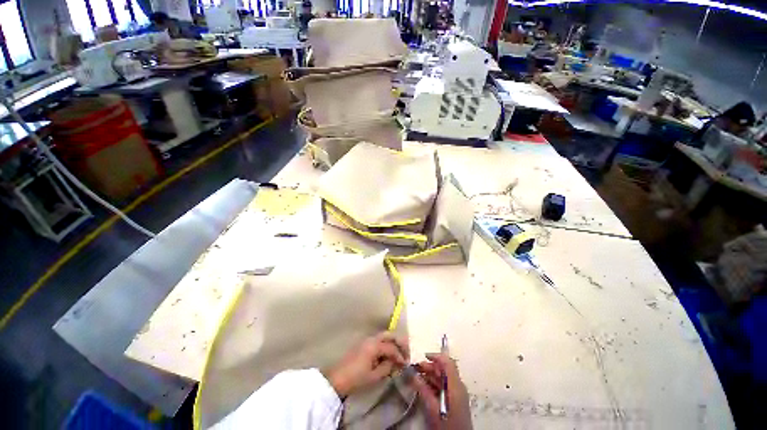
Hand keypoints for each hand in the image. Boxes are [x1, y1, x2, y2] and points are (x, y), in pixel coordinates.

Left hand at [324, 332, 409, 396]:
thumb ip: (387, 367)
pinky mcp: (364, 344)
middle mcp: (372, 339)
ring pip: (384, 336)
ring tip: (399, 353)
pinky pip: (379, 340)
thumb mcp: (374, 376)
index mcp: (375, 345)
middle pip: (389, 335)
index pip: (392, 348)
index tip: (406, 364)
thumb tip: (396, 363)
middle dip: (399, 342)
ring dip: (393, 342)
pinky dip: (386, 344)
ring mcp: (367, 340)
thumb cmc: (356, 378)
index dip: (400, 356)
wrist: (338, 378)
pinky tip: (388, 354)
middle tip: (406, 351)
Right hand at [411, 353, 472, 429]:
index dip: (436, 356)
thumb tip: (413, 374)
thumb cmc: (446, 425)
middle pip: (445, 369)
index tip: (423, 357)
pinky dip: (434, 383)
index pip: (447, 363)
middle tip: (416, 368)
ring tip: (418, 376)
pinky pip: (445, 386)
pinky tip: (425, 386)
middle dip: (430, 366)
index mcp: (455, 386)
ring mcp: (458, 393)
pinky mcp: (456, 400)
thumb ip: (423, 390)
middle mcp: (458, 386)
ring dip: (431, 375)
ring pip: (444, 377)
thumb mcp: (433, 409)